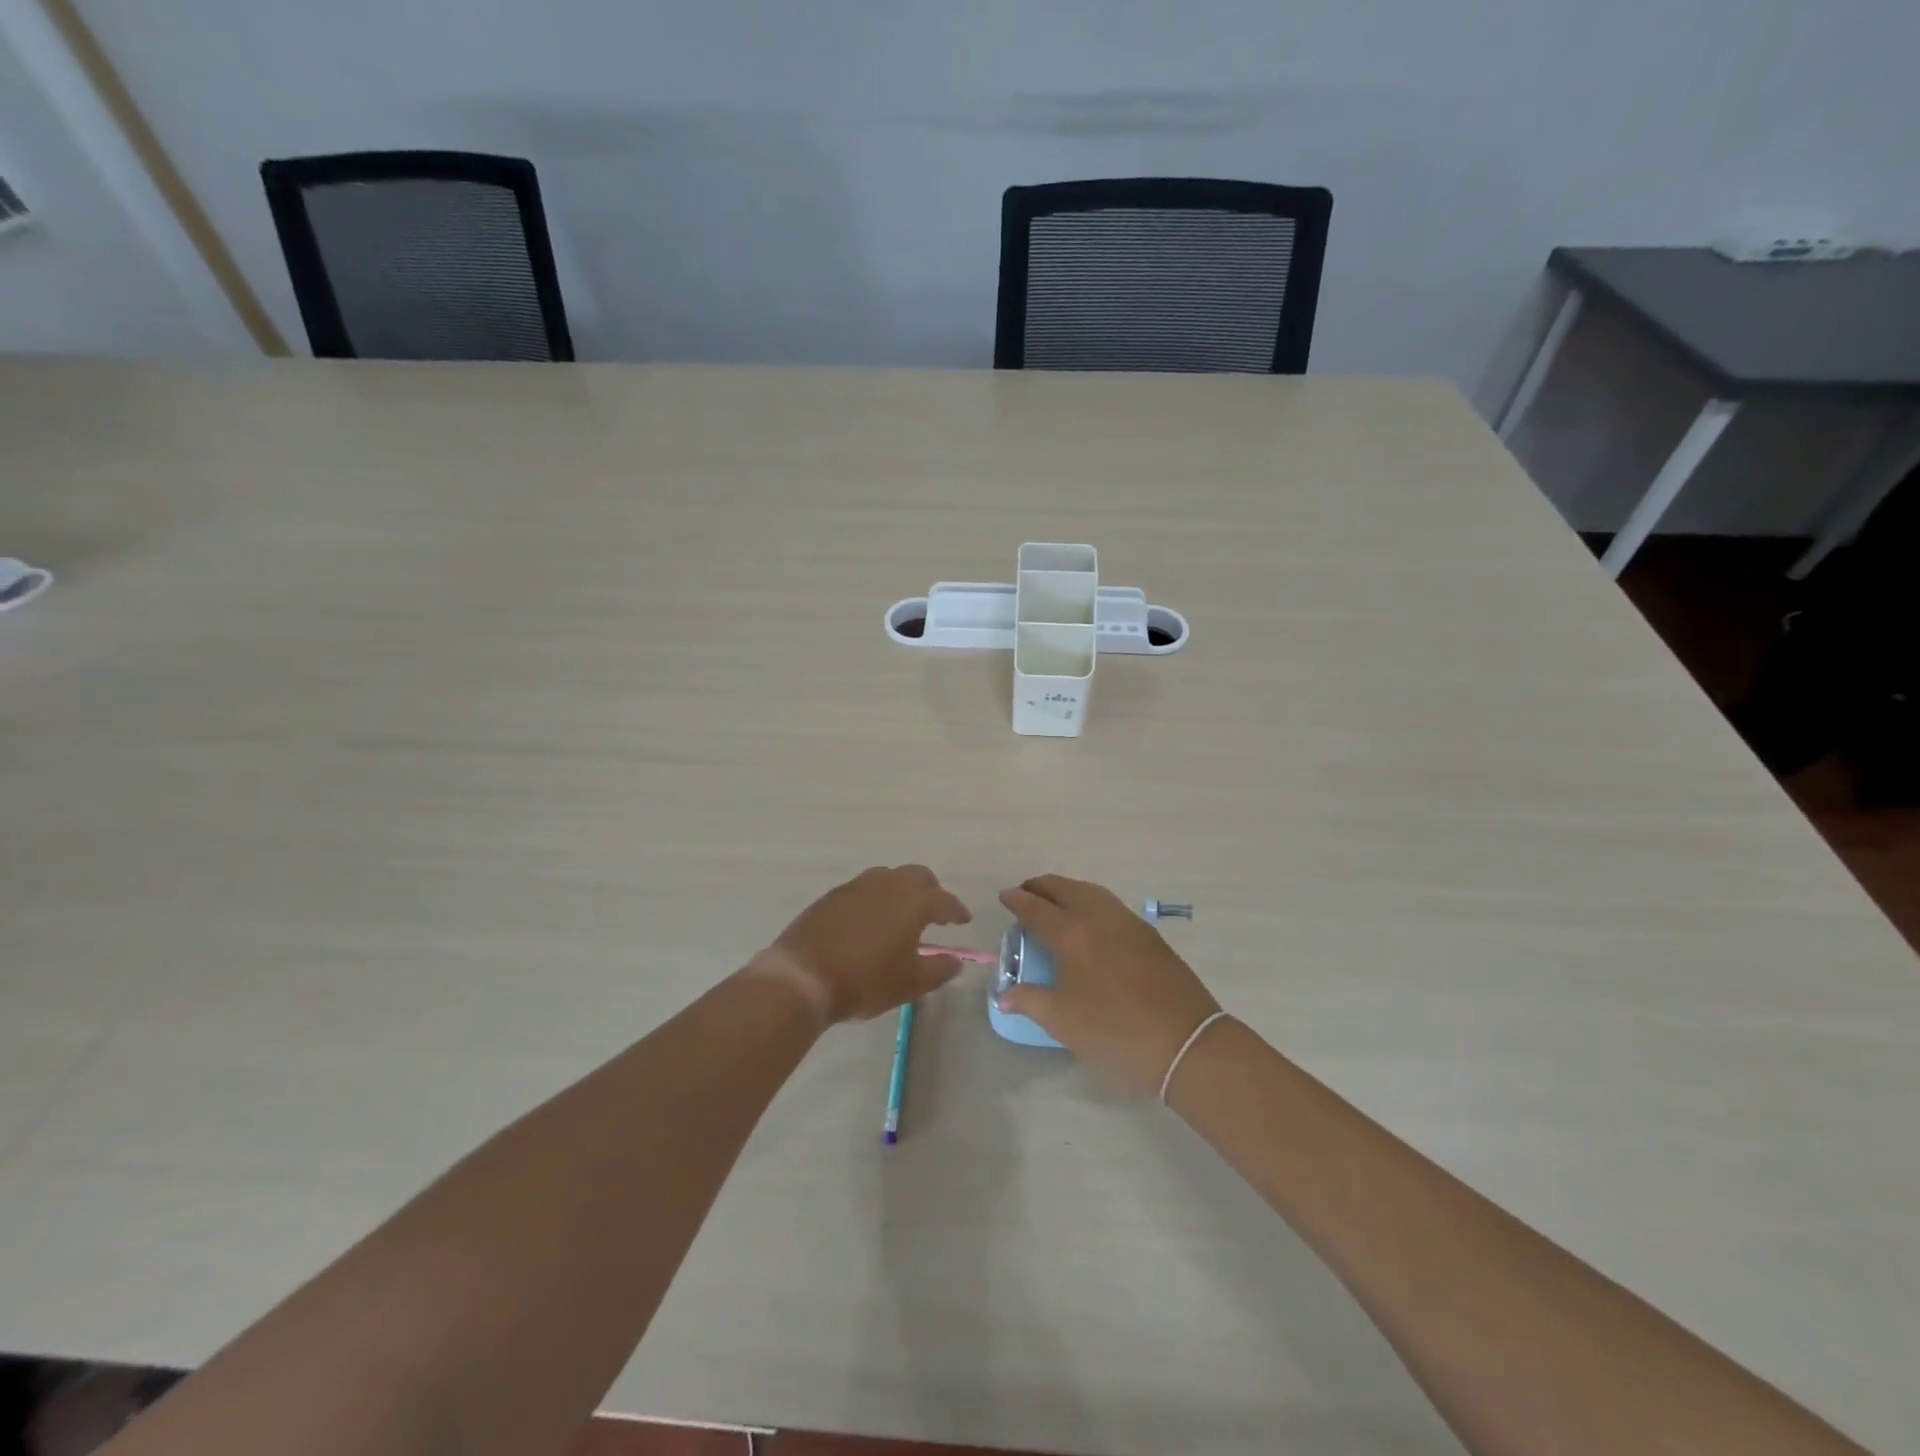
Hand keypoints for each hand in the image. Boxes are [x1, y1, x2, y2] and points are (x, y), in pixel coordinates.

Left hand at [759, 865, 971, 1023]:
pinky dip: (876, 898)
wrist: (803, 977)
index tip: (963, 920)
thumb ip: (938, 970)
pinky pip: (864, 888)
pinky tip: (871, 919)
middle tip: (935, 911)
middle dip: (931, 890)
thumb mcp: (909, 983)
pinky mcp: (833, 895)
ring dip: (902, 889)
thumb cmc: (865, 980)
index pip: (944, 900)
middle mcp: (887, 884)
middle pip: (917, 876)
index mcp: (913, 902)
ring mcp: (857, 886)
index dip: (956, 910)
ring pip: (889, 877)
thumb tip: (956, 962)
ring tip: (902, 913)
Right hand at [997, 874, 1220, 1094]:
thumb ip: (1030, 1001)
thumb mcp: (1063, 1021)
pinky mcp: (1149, 935)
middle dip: (1042, 886)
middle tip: (1027, 892)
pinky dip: (1092, 901)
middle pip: (1065, 889)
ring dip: (1069, 890)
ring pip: (1092, 892)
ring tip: (1056, 900)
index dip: (1018, 900)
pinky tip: (1091, 920)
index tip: (1005, 896)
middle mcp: (1098, 917)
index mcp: (1071, 933)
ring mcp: (1128, 923)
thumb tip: (1004, 995)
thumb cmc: (1114, 1031)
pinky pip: (1111, 905)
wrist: (1185, 1041)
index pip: (1036, 909)